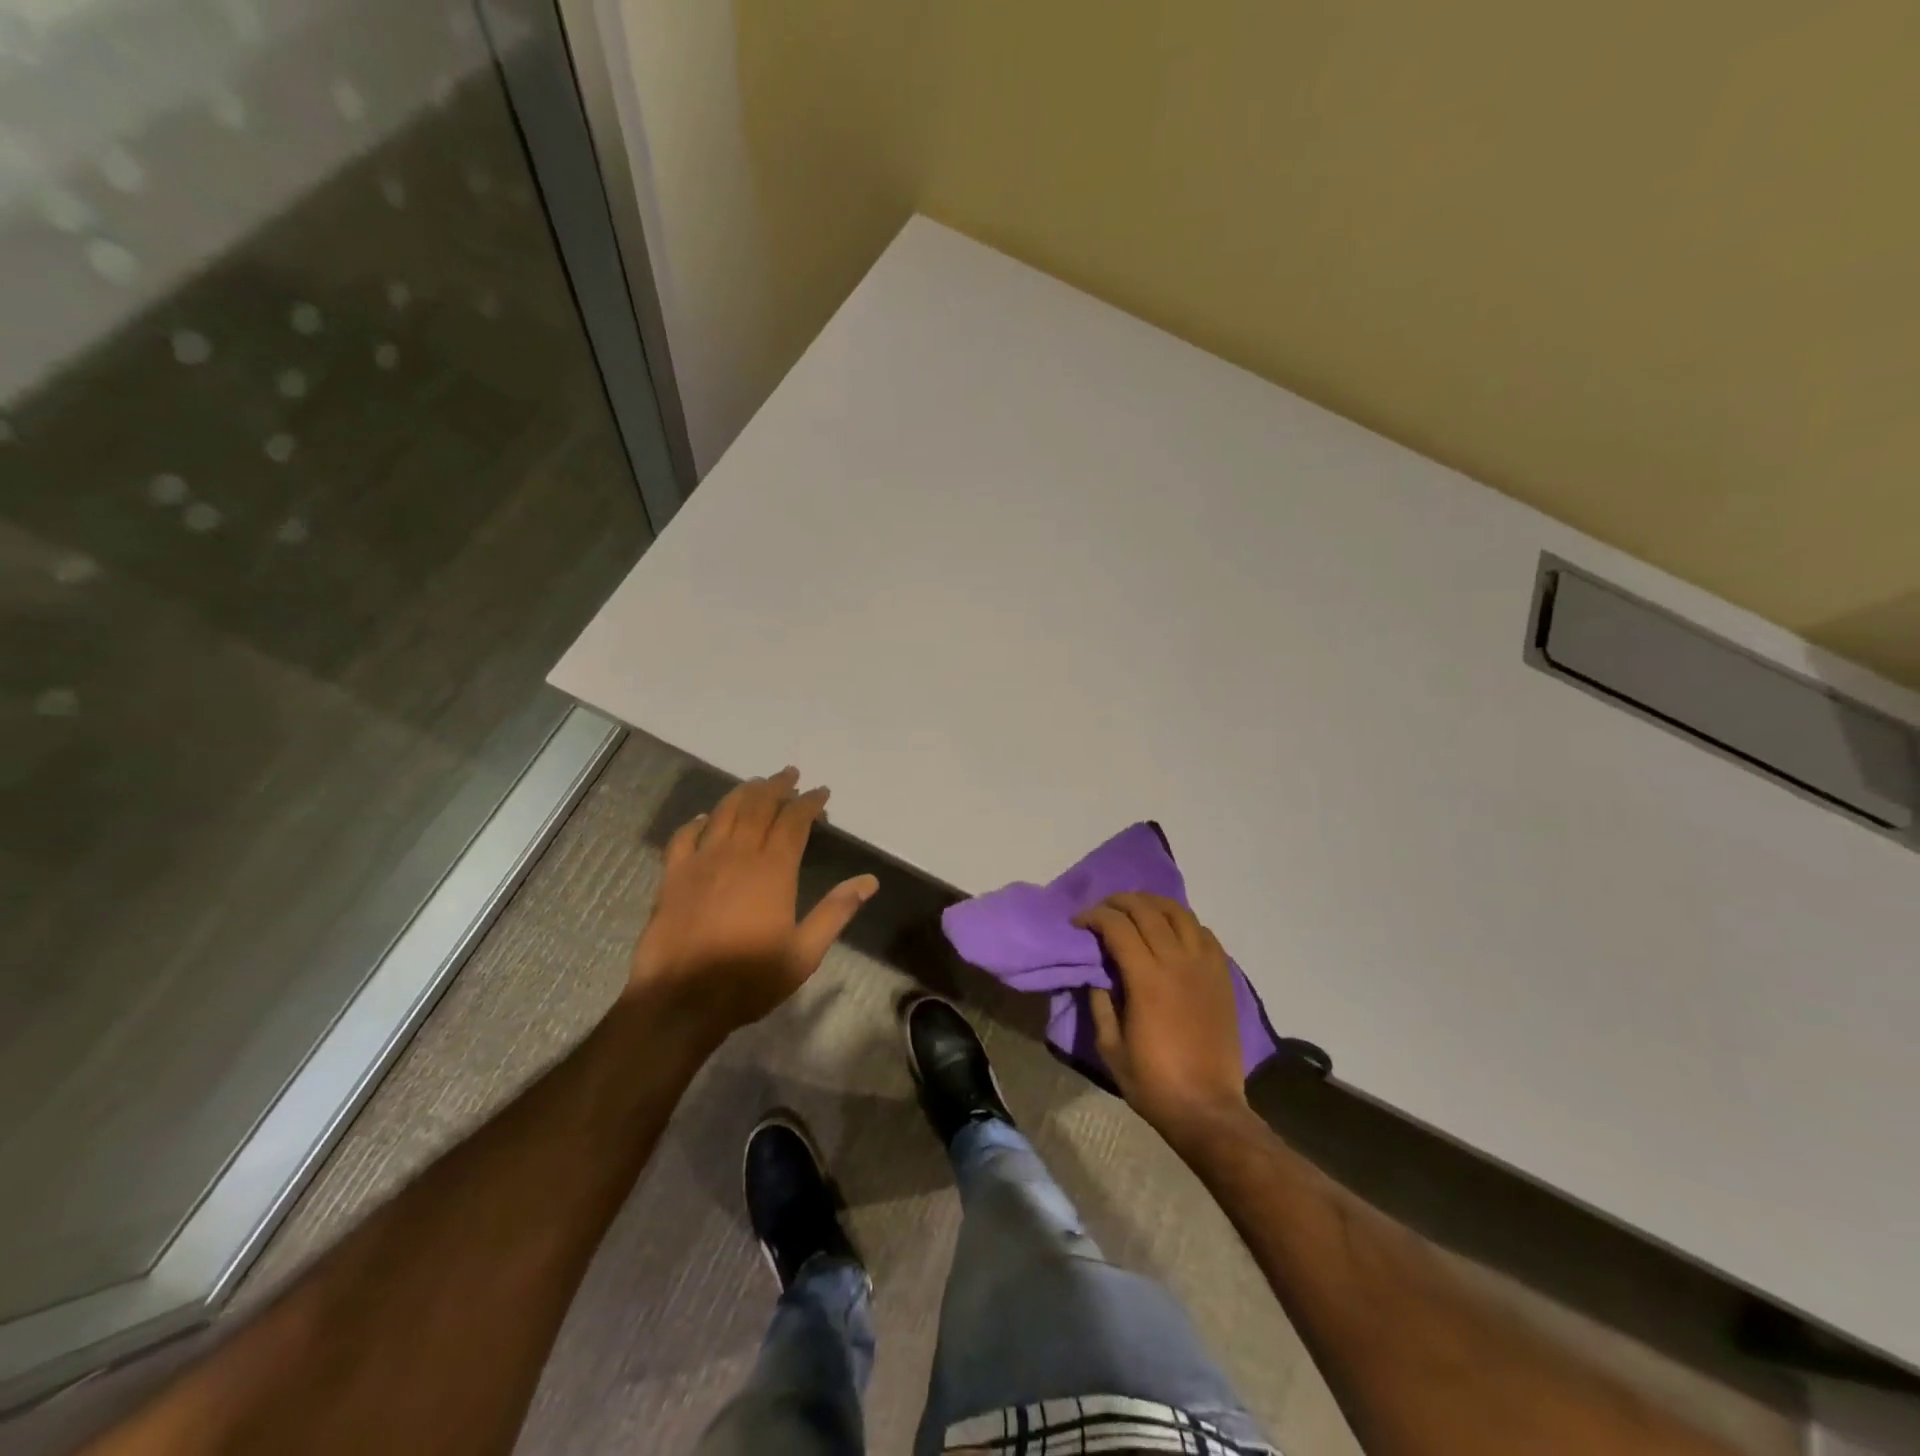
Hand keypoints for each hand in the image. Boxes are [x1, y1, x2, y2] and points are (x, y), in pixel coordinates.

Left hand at [628, 767, 877, 1034]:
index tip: (822, 792)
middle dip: (778, 786)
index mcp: (773, 870)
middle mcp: (738, 854)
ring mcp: (701, 862)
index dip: (809, 802)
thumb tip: (869, 881)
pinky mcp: (673, 876)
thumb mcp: (804, 953)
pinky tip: (705, 818)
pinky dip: (697, 821)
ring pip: (724, 812)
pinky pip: (684, 836)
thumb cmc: (749, 979)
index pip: (794, 821)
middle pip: (759, 806)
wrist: (681, 1001)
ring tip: (757, 784)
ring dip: (743, 793)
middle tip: (791, 775)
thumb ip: (836, 912)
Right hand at [1075, 893, 1250, 1144]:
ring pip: (1179, 913)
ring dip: (1152, 903)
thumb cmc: (1152, 1082)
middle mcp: (1178, 962)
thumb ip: (1100, 1001)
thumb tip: (1095, 971)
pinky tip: (1170, 931)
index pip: (1117, 926)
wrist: (1207, 1108)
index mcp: (1147, 979)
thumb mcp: (1109, 1046)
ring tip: (1135, 910)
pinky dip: (1183, 923)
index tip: (1078, 922)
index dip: (1094, 916)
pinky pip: (1204, 933)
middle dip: (1119, 901)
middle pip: (1147, 910)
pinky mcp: (1223, 976)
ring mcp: (1205, 966)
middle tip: (1102, 910)